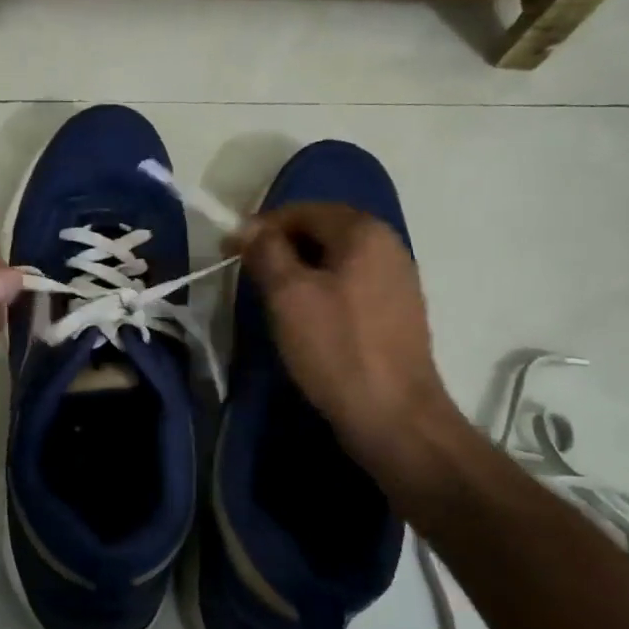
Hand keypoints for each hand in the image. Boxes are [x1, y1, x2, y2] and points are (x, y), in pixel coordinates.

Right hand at [230, 203, 462, 470]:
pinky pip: (351, 285)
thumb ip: (266, 251)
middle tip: (249, 275)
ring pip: (336, 260)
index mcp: (364, 232)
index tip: (230, 252)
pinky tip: (306, 319)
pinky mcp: (398, 312)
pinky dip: (323, 291)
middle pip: (323, 231)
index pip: (303, 210)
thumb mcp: (288, 295)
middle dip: (281, 247)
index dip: (261, 226)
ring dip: (300, 271)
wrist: (395, 417)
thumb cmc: (336, 348)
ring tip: (272, 298)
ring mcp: (398, 280)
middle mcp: (388, 246)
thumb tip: (247, 227)